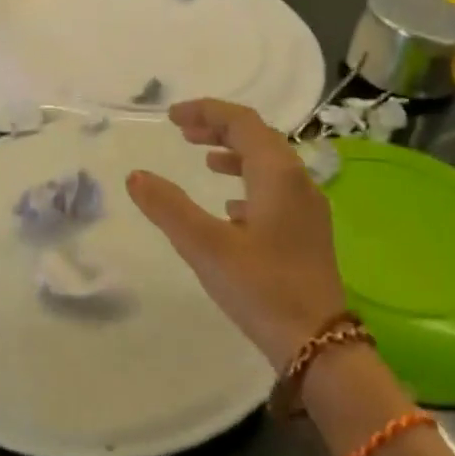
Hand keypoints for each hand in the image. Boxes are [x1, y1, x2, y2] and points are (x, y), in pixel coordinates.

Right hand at [125, 98, 347, 368]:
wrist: (319, 343)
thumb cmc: (261, 288)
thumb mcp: (205, 246)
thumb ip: (168, 207)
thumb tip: (136, 176)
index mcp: (278, 174)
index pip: (242, 122)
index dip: (206, 112)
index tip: (171, 118)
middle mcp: (298, 181)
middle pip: (258, 137)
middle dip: (219, 128)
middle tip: (183, 133)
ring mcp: (307, 208)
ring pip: (269, 164)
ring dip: (235, 154)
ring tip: (205, 161)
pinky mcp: (306, 232)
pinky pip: (275, 190)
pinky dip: (248, 183)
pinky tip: (230, 206)